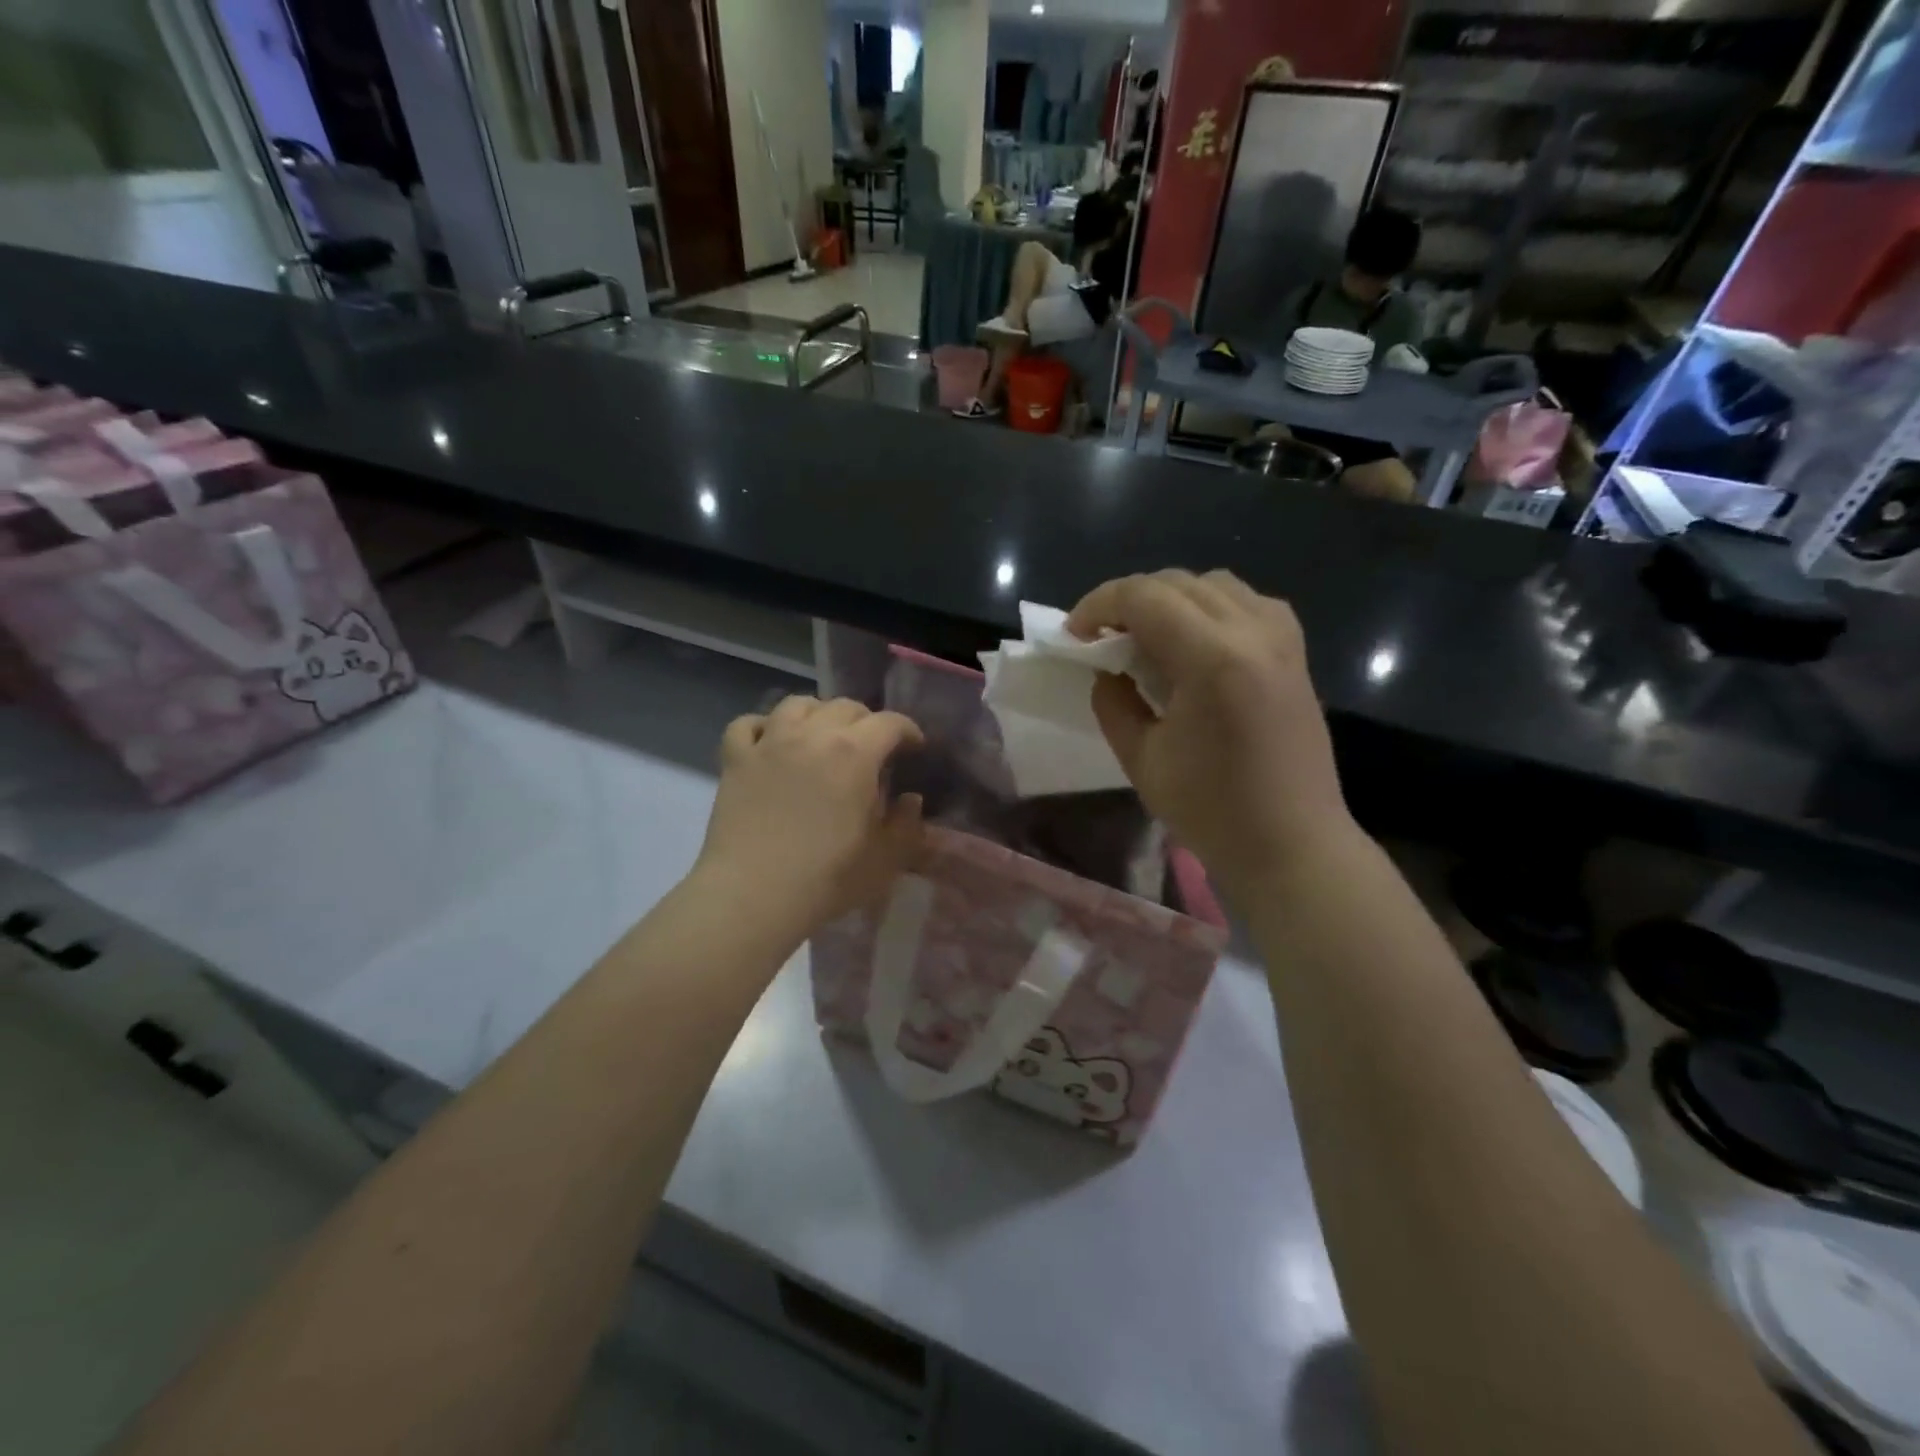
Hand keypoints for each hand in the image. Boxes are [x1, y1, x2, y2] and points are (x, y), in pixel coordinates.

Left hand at [698, 696, 924, 930]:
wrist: (753, 894)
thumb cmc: (826, 878)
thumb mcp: (886, 859)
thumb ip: (907, 824)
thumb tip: (910, 799)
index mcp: (856, 753)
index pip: (890, 723)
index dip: (908, 731)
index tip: (914, 749)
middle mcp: (813, 735)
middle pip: (845, 707)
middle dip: (866, 721)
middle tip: (871, 747)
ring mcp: (770, 743)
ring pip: (797, 704)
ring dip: (817, 713)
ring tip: (821, 734)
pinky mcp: (736, 759)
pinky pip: (747, 724)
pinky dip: (763, 726)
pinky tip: (770, 742)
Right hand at [1067, 570, 1353, 901]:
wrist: (1292, 844)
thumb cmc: (1211, 811)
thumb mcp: (1141, 759)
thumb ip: (1113, 701)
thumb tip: (1106, 668)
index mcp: (1212, 659)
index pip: (1144, 597)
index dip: (1098, 605)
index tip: (1073, 635)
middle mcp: (1253, 632)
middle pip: (1176, 582)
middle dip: (1127, 600)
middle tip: (1100, 637)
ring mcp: (1282, 638)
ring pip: (1214, 584)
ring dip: (1169, 599)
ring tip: (1145, 636)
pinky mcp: (1295, 652)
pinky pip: (1247, 602)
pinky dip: (1210, 608)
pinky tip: (1195, 642)